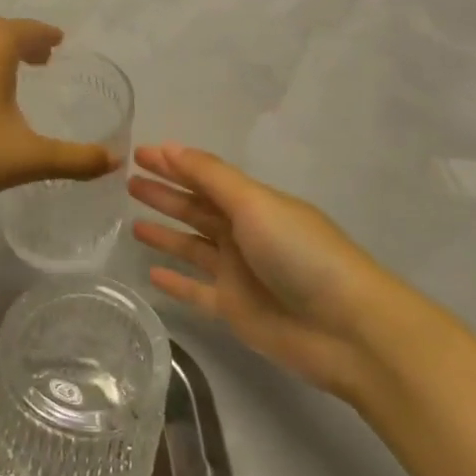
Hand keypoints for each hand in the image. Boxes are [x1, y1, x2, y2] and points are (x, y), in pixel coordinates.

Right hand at [130, 143, 390, 404]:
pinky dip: (176, 282)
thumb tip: (169, 147)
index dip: (172, 164)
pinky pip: (196, 291)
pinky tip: (151, 273)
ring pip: (192, 247)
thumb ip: (210, 177)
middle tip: (127, 183)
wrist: (347, 329)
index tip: (138, 153)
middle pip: (195, 209)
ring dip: (165, 234)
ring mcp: (238, 273)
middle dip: (165, 194)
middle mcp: (243, 233)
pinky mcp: (234, 310)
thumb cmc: (301, 253)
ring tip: (131, 223)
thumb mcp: (254, 203)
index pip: (203, 176)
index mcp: (252, 203)